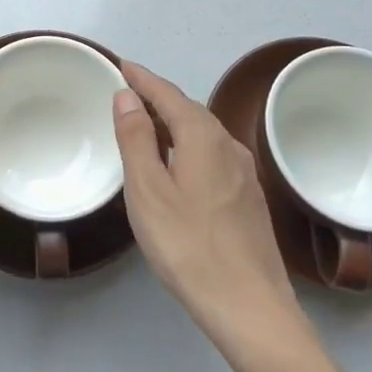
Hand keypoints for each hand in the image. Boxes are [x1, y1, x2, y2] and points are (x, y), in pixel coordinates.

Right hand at [113, 62, 299, 353]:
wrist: (250, 307)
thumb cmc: (188, 245)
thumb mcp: (147, 190)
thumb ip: (136, 138)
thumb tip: (128, 95)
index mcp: (203, 136)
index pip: (168, 93)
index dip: (143, 78)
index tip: (121, 64)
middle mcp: (229, 145)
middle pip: (188, 110)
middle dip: (158, 97)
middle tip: (128, 93)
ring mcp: (244, 172)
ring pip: (203, 133)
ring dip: (173, 123)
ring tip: (147, 126)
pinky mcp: (249, 197)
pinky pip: (212, 154)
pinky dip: (188, 146)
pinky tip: (178, 165)